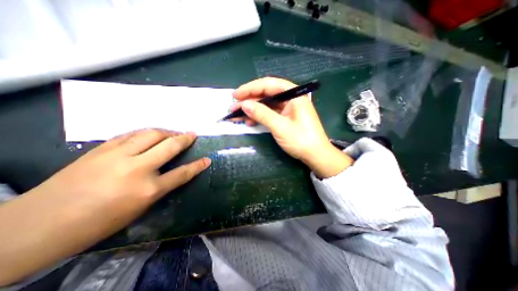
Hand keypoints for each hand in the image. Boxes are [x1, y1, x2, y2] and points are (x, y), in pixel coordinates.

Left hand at [35, 130, 209, 227]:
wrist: (40, 224)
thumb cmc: (100, 221)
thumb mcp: (140, 208)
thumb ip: (160, 187)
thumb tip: (172, 172)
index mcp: (148, 190)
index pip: (182, 173)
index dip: (197, 166)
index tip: (207, 159)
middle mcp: (137, 169)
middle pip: (169, 146)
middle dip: (184, 138)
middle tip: (192, 134)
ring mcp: (118, 156)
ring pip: (150, 134)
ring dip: (166, 132)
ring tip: (173, 132)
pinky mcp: (101, 149)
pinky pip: (130, 134)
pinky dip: (145, 133)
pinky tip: (149, 134)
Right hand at [233, 76, 353, 176]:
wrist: (315, 155)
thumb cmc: (301, 140)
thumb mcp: (280, 127)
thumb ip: (262, 114)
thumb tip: (244, 105)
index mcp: (293, 95)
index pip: (269, 84)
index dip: (251, 88)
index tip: (236, 95)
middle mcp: (291, 98)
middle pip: (267, 93)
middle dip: (249, 100)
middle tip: (234, 106)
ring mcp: (288, 108)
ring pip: (266, 104)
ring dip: (252, 109)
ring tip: (238, 115)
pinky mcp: (285, 117)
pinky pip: (270, 113)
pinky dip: (259, 116)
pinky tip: (250, 121)